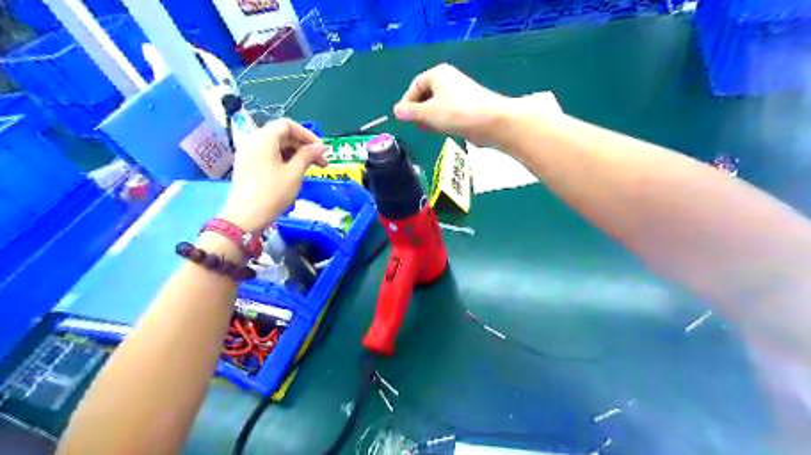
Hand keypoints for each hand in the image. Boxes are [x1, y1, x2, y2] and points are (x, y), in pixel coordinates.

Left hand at [220, 117, 324, 231]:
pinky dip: (284, 160)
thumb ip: (308, 155)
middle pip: (282, 135)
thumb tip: (320, 147)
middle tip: (321, 163)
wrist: (245, 217)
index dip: (308, 135)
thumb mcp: (294, 173)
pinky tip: (294, 174)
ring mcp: (248, 154)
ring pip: (276, 146)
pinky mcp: (247, 166)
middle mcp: (253, 141)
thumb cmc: (272, 193)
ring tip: (309, 170)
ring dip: (295, 154)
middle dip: (303, 146)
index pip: (288, 125)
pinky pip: (268, 156)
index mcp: (264, 138)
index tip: (321, 150)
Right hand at [390, 64, 504, 143]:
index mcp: (437, 74)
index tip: (403, 118)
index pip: (415, 86)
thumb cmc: (456, 113)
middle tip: (417, 126)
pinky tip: (444, 130)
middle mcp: (448, 80)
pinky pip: (448, 112)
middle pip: (426, 95)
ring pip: (437, 105)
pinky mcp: (467, 106)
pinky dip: (442, 120)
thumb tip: (396, 111)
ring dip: (430, 118)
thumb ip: (409, 112)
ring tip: (431, 130)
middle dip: (419, 111)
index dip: (406, 102)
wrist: (490, 121)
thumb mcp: (427, 113)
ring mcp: (459, 93)